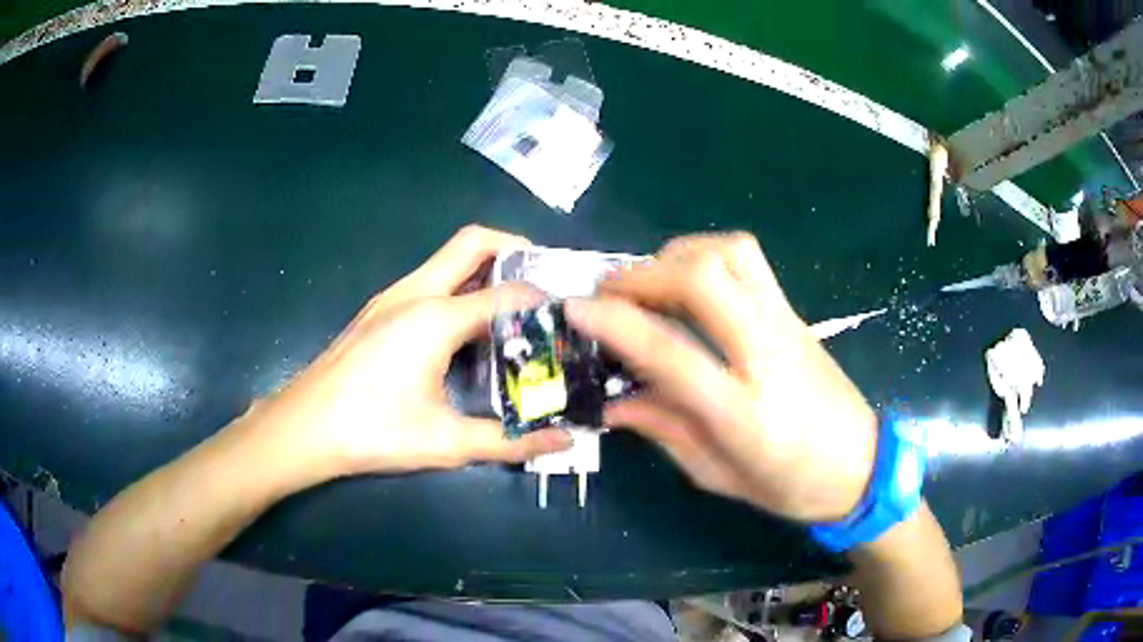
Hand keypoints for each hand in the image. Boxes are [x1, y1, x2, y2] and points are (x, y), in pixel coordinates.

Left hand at [246, 225, 571, 482]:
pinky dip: (460, 286)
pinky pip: (430, 279)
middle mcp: (415, 293)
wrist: (304, 427)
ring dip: (485, 268)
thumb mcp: (446, 442)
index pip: (505, 293)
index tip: (569, 312)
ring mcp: (391, 297)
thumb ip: (509, 440)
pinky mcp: (379, 310)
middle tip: (544, 281)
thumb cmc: (372, 432)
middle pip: (473, 242)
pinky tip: (467, 329)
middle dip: (515, 249)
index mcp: (435, 317)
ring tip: (515, 306)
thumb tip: (563, 441)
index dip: (542, 299)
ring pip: (448, 258)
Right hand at [566, 233, 876, 521]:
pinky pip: (749, 260)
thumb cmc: (788, 484)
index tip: (574, 310)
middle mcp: (766, 353)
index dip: (614, 323)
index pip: (670, 351)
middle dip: (642, 273)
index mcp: (743, 411)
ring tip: (649, 282)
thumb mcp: (716, 474)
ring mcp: (785, 324)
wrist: (859, 465)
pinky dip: (707, 254)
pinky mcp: (794, 312)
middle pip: (703, 279)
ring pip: (730, 254)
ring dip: (677, 254)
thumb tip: (611, 400)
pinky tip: (689, 281)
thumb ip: (662, 428)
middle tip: (608, 291)